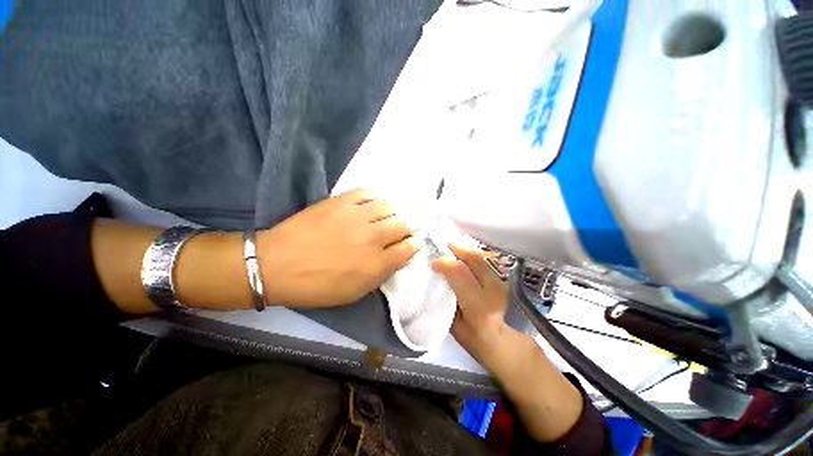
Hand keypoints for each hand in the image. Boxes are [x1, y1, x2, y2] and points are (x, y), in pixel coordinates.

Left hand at [257, 189, 420, 306]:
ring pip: (389, 206)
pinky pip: (366, 193)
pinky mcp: (340, 201)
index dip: (413, 245)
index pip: (409, 247)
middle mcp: (373, 236)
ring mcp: (357, 215)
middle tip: (396, 233)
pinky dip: (372, 199)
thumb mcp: (355, 292)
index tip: (411, 244)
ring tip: (382, 219)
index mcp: (377, 262)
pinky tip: (368, 207)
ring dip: (391, 214)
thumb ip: (383, 274)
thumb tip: (401, 257)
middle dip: (405, 230)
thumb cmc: (318, 286)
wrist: (277, 265)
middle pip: (403, 225)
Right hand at [433, 244, 584, 442]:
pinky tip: (464, 255)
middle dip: (456, 249)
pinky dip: (472, 256)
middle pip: (473, 259)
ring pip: (481, 258)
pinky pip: (485, 262)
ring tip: (452, 247)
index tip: (432, 263)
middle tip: (443, 245)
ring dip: (465, 250)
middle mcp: (493, 290)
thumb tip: (437, 279)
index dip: (444, 263)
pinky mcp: (504, 281)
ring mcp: (502, 284)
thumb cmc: (476, 341)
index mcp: (479, 305)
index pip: (459, 273)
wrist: (506, 345)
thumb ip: (446, 300)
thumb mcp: (455, 325)